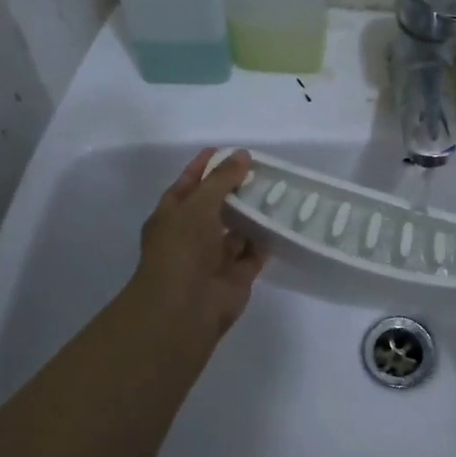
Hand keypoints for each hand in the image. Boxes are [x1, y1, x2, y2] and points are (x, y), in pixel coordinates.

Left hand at [128, 149, 268, 343]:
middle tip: (263, 170)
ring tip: (278, 191)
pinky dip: (266, 240)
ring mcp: (214, 257)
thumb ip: (222, 179)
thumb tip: (243, 155)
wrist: (185, 306)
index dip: (204, 166)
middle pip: (216, 206)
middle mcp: (191, 235)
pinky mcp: (236, 276)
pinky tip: (283, 221)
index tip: (227, 150)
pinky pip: (254, 252)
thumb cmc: (182, 248)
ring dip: (254, 214)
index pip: (188, 184)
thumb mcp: (198, 204)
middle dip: (235, 189)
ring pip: (237, 230)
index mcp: (172, 216)